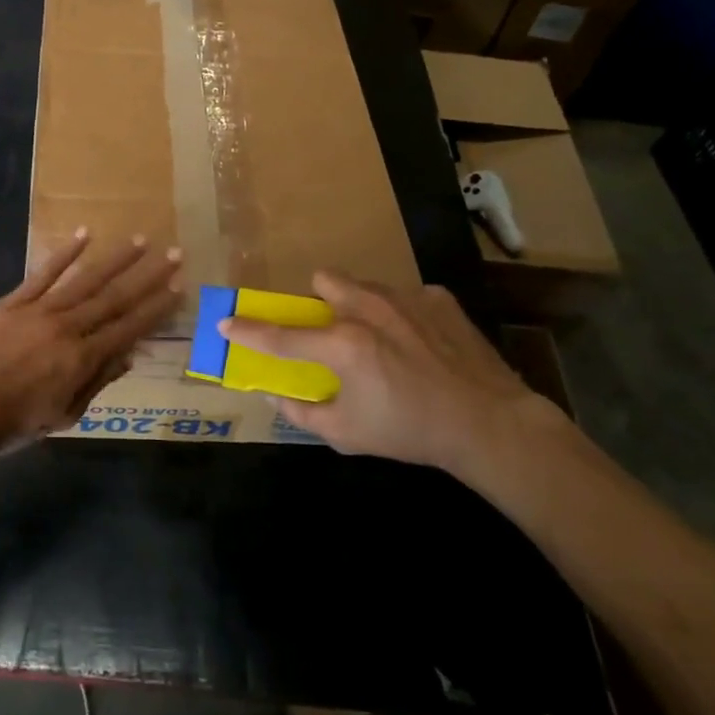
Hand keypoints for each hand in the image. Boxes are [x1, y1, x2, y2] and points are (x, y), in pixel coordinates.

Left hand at [0, 231, 181, 456]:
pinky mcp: (14, 301)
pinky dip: (64, 253)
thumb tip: (128, 356)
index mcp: (82, 359)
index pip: (129, 328)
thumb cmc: (15, 422)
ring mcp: (40, 310)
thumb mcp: (64, 415)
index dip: (156, 308)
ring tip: (140, 240)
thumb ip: (96, 382)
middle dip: (147, 276)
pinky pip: (43, 273)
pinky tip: (84, 234)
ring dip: (115, 259)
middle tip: (173, 253)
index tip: (178, 288)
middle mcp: (68, 328)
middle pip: (114, 298)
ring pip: (85, 279)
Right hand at [219, 272, 561, 474]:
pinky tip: (422, 344)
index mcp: (343, 344)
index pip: (281, 335)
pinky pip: (407, 297)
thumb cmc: (410, 432)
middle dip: (319, 299)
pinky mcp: (439, 299)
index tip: (225, 322)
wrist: (490, 423)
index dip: (248, 330)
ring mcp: (407, 298)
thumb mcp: (347, 434)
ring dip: (360, 305)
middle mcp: (369, 309)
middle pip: (325, 280)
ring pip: (365, 285)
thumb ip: (303, 412)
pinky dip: (403, 316)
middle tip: (331, 330)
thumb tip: (276, 396)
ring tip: (382, 339)